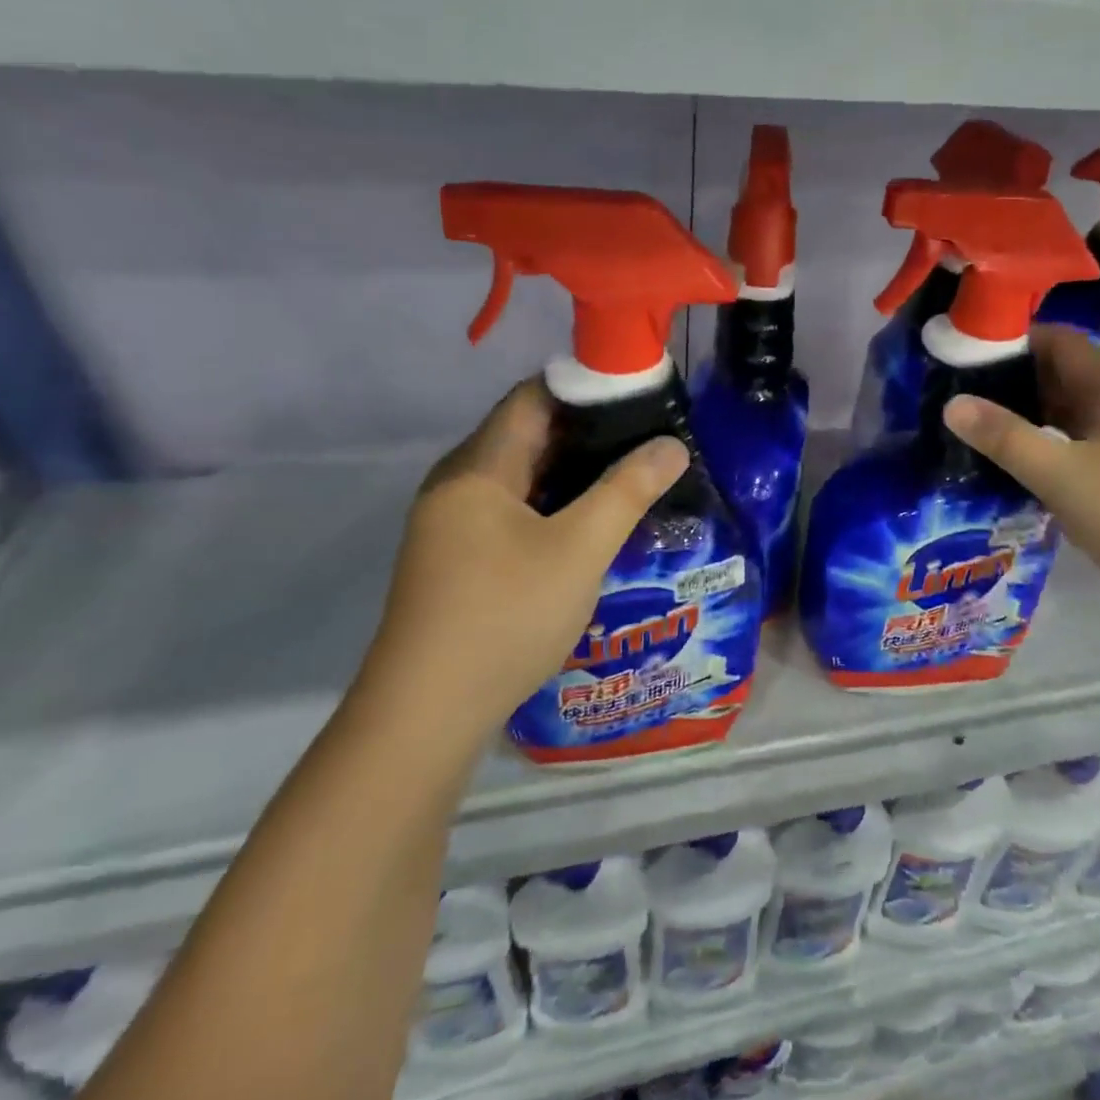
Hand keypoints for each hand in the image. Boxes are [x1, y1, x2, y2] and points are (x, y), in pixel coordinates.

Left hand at [358, 379, 688, 730]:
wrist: (428, 712)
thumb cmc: (505, 615)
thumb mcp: (580, 550)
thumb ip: (628, 491)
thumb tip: (672, 445)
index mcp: (477, 468)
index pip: (532, 398)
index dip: (585, 388)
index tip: (639, 395)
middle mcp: (457, 485)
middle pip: (526, 436)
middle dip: (588, 433)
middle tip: (647, 438)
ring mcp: (452, 525)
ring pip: (521, 478)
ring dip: (572, 474)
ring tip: (630, 476)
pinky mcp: (457, 559)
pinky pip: (511, 512)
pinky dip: (552, 506)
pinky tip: (589, 525)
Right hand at [942, 326, 1099, 637]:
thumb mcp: (1060, 475)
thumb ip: (1005, 437)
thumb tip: (952, 404)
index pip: (1060, 342)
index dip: (1014, 341)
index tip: (966, 356)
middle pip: (1067, 378)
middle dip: (1016, 384)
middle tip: (963, 400)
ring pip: (1076, 418)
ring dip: (1034, 421)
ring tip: (983, 434)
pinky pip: (1088, 451)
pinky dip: (1055, 452)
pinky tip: (1025, 472)